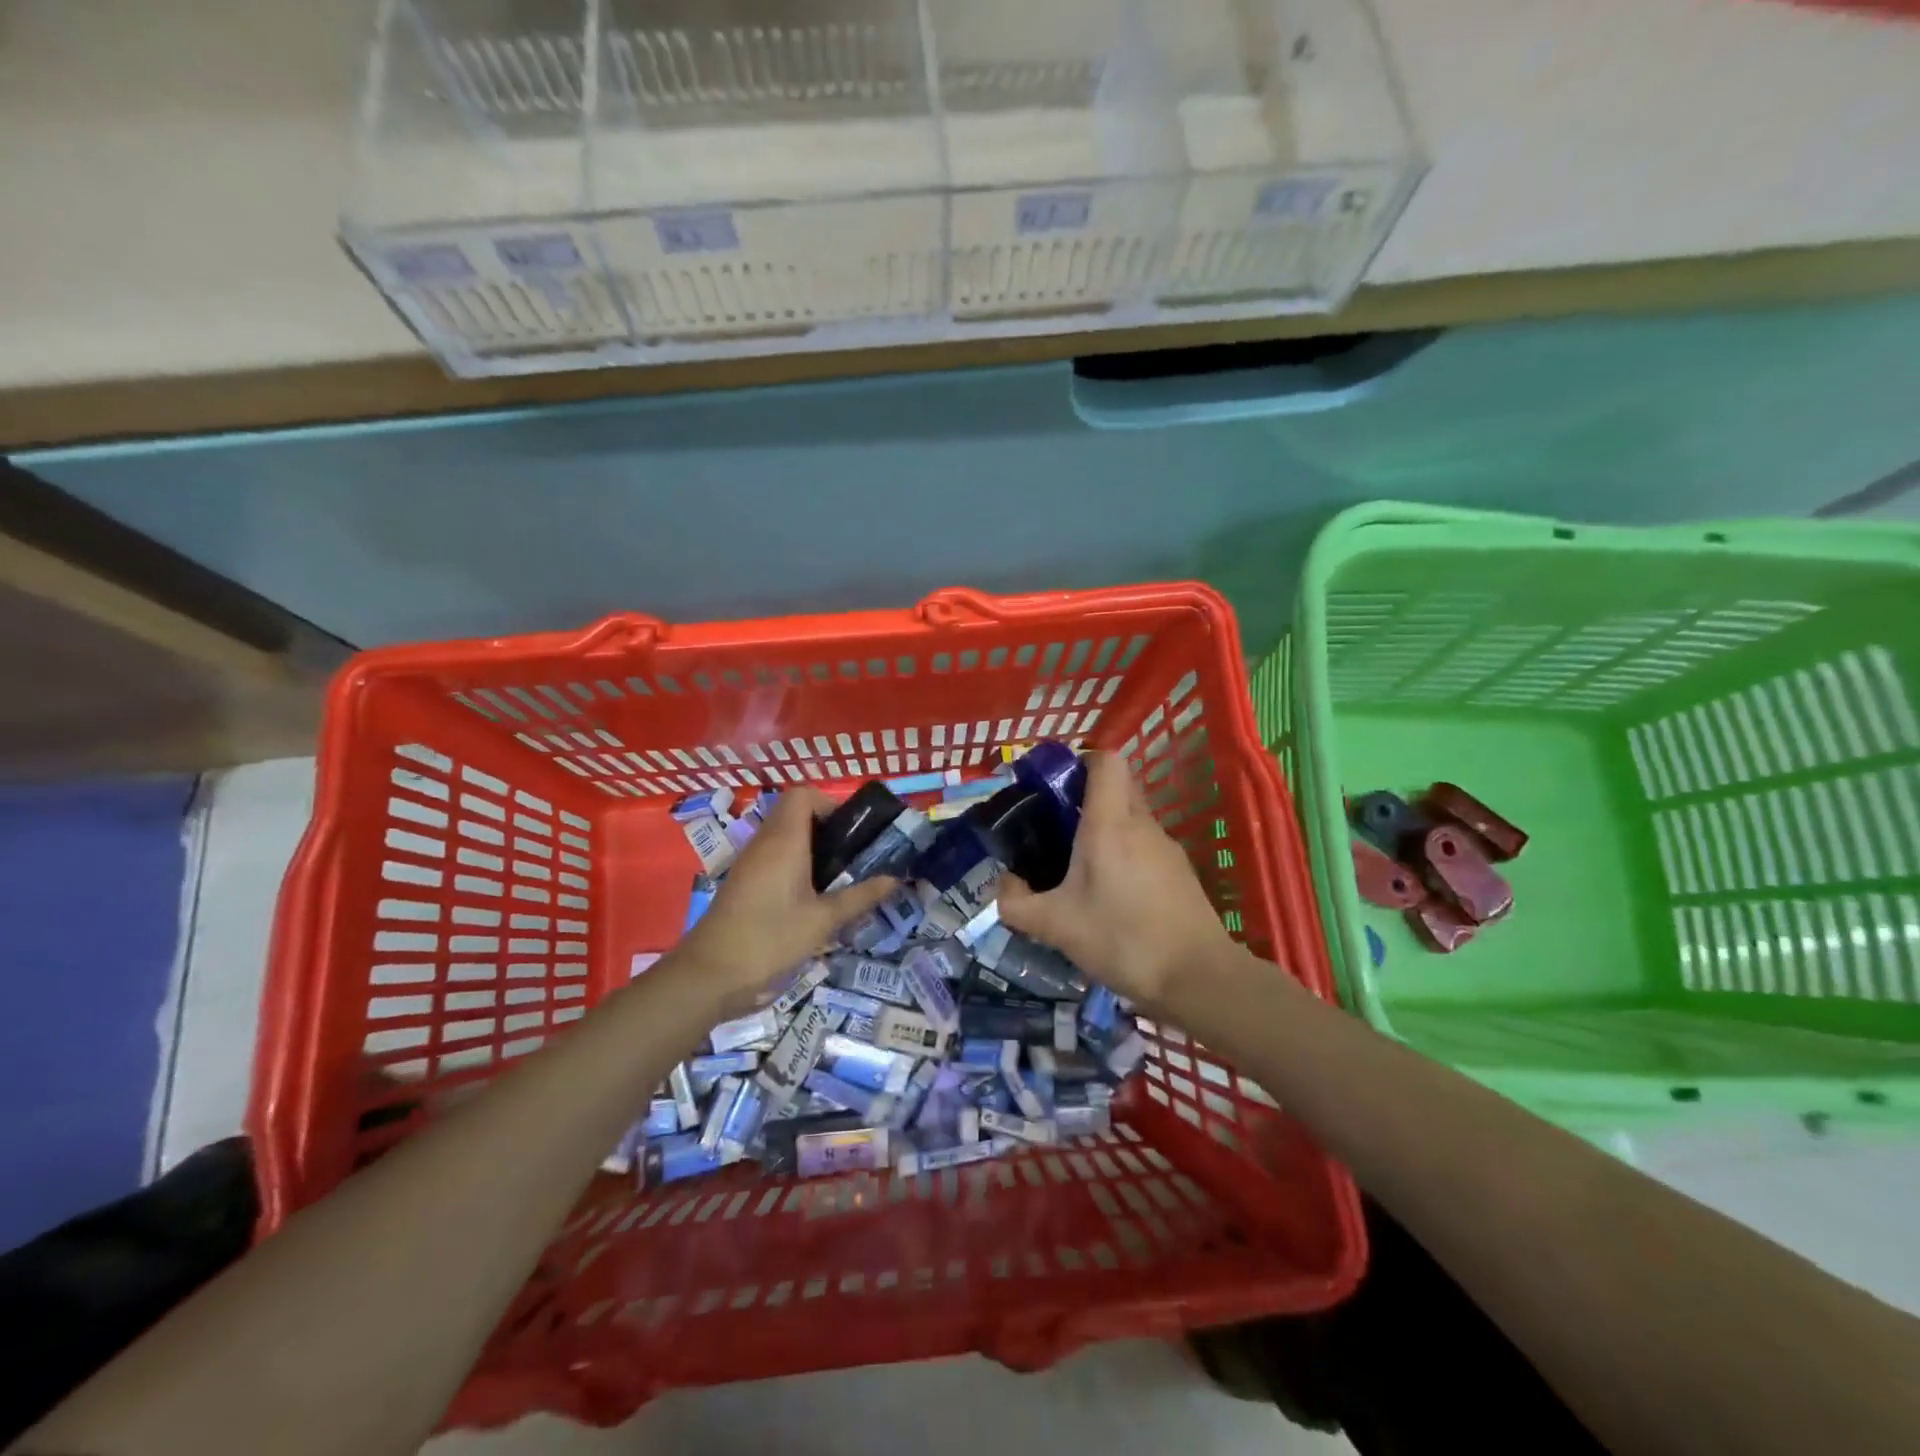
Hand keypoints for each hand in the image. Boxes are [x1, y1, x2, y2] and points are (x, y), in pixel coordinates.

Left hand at [676, 787, 895, 1010]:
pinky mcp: (743, 882)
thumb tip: (894, 879)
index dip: (829, 804)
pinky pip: (772, 856)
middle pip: (794, 813)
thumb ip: (860, 897)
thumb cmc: (770, 939)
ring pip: (782, 835)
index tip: (851, 832)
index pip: (802, 795)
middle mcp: (764, 843)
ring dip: (810, 846)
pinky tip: (811, 896)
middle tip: (852, 854)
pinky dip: (794, 863)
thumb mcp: (823, 921)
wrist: (710, 974)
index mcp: (784, 841)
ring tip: (837, 875)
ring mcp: (749, 862)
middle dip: (825, 827)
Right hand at [998, 752, 1233, 1012]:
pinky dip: (1124, 854)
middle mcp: (1142, 824)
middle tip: (1055, 827)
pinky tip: (1110, 895)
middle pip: (1117, 786)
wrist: (1197, 977)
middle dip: (1085, 797)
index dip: (1080, 761)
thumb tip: (1004, 884)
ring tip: (1077, 867)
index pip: (1105, 761)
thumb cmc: (1122, 939)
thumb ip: (1017, 903)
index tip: (1054, 786)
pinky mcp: (1179, 872)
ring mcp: (1166, 847)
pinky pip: (1144, 846)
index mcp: (1110, 823)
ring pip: (1131, 818)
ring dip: (1105, 829)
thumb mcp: (1055, 926)